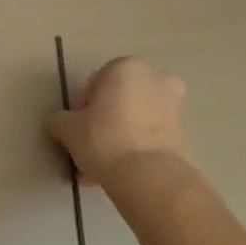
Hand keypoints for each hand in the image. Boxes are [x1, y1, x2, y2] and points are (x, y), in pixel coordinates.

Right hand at [49, 56, 194, 185]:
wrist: (150, 176)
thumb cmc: (105, 139)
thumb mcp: (68, 129)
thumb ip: (60, 121)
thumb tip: (60, 123)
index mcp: (126, 67)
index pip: (94, 83)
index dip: (80, 107)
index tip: (74, 129)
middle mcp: (156, 79)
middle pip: (119, 101)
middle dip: (103, 122)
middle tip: (87, 146)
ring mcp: (175, 107)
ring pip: (135, 121)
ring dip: (118, 138)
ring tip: (99, 168)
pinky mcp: (185, 134)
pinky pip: (150, 138)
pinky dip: (136, 150)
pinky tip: (118, 173)